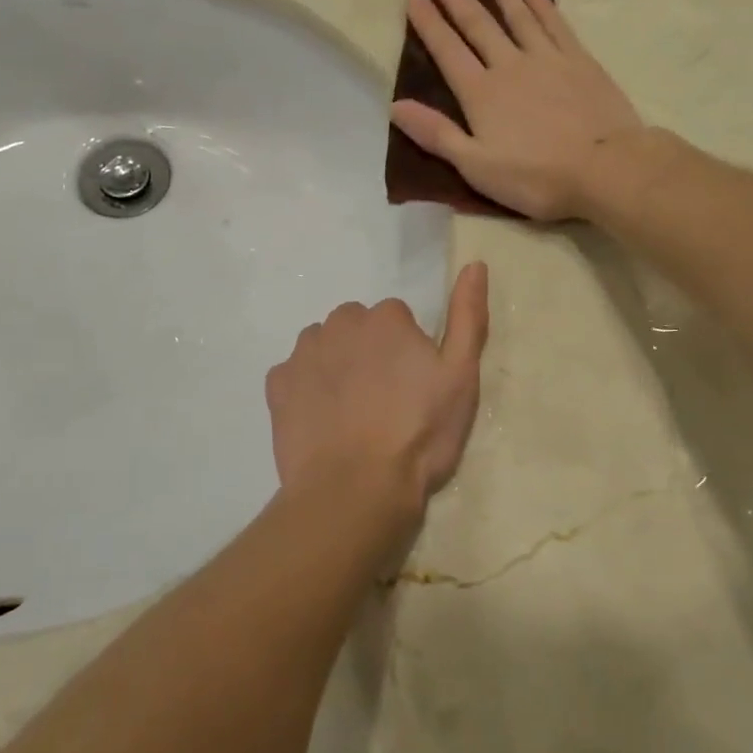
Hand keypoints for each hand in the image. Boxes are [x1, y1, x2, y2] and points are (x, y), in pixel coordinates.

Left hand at [265, 262, 489, 519]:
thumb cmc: (419, 433)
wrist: (355, 489)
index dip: (408, 351)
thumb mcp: (461, 376)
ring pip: (324, 345)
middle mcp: (340, 323)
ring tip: (353, 411)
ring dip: (337, 364)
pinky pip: (294, 373)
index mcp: (386, 319)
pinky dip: (305, 388)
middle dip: (369, 351)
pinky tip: (322, 420)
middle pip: (357, 326)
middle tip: (385, 399)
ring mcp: (303, 354)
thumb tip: (475, 264)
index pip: (398, 318)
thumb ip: (468, 316)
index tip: (414, 386)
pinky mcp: (278, 385)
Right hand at [391, 0, 643, 220]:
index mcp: (482, 94)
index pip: (447, 50)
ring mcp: (548, 60)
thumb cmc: (536, 177)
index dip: (428, 21)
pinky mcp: (581, 63)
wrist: (606, 168)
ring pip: (518, 17)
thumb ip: (437, 134)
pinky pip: (556, 26)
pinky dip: (543, 7)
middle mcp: (510, 66)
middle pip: (478, 24)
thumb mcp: (477, 167)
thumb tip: (396, 105)